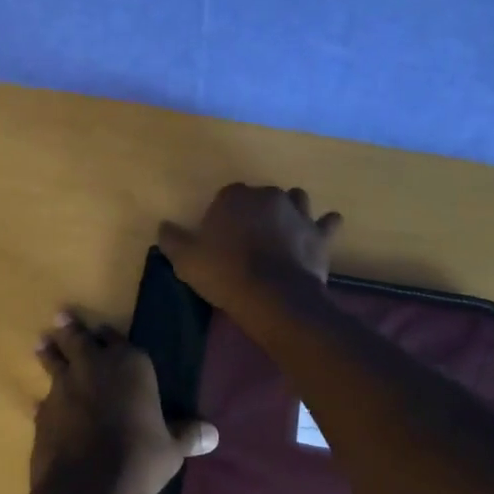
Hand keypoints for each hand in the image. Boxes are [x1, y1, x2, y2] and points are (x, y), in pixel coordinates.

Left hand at [32, 313, 217, 493]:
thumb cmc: (139, 459)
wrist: (88, 487)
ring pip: (54, 361)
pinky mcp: (43, 413)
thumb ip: (187, 436)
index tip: (103, 330)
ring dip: (49, 352)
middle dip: (71, 328)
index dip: (110, 335)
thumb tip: (213, 434)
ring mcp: (64, 388)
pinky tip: (42, 404)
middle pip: (79, 339)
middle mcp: (94, 366)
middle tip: (61, 315)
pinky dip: (46, 400)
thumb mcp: (171, 450)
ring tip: (42, 342)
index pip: (117, 338)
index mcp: (130, 365)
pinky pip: (44, 399)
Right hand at [156, 184, 341, 316]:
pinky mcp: (320, 234)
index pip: (227, 196)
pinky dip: (324, 226)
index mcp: (235, 197)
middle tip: (250, 238)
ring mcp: (298, 212)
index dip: (224, 215)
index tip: (221, 237)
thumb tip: (164, 226)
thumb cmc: (225, 274)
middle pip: (261, 197)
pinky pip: (328, 222)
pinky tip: (320, 234)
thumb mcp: (186, 260)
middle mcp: (268, 196)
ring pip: (296, 200)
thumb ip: (173, 239)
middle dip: (257, 211)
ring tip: (283, 231)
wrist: (273, 296)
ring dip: (290, 211)